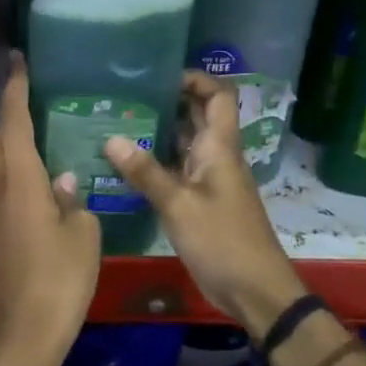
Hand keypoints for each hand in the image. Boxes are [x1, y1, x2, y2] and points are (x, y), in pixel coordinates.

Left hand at [0, 54, 99, 365]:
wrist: (26, 331)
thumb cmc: (60, 278)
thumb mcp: (83, 234)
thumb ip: (74, 200)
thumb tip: (65, 181)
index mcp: (20, 181)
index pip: (14, 122)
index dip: (15, 88)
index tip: (17, 59)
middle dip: (8, 106)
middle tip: (26, 84)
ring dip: (7, 133)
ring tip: (31, 118)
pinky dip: (11, 161)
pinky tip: (31, 167)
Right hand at [103, 72, 303, 337]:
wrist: (254, 289)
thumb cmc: (222, 240)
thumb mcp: (178, 205)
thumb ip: (145, 172)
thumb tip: (111, 138)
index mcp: (220, 147)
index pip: (218, 96)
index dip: (196, 79)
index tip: (159, 76)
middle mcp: (217, 156)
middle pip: (198, 116)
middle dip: (168, 102)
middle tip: (126, 98)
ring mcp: (210, 179)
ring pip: (186, 143)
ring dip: (159, 132)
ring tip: (118, 123)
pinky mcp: (202, 201)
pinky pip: (179, 170)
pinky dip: (157, 162)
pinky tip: (127, 165)